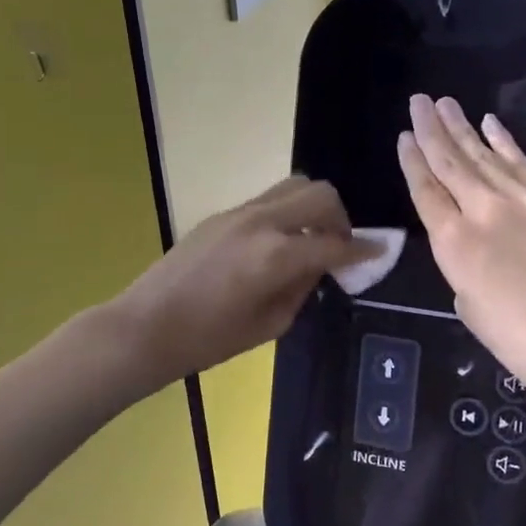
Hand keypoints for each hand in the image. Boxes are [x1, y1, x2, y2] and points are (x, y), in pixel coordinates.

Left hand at [111, 177, 368, 386]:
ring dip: (313, 207)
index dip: (362, 249)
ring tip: (311, 239)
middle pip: (319, 194)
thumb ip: (302, 288)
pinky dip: (287, 212)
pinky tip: (279, 244)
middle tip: (339, 246)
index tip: (379, 251)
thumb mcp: (269, 324)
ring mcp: (239, 212)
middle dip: (340, 218)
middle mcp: (262, 222)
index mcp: (276, 255)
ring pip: (293, 185)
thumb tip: (319, 265)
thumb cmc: (208, 339)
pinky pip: (268, 200)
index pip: (334, 243)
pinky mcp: (222, 214)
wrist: (146, 325)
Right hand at [399, 95, 525, 409]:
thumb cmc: (521, 340)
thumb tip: (472, 251)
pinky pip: (521, 162)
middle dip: (431, 129)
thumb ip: (462, 269)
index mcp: (454, 243)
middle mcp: (482, 211)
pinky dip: (504, 141)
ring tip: (446, 103)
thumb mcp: (470, 308)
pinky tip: (490, 123)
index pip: (425, 191)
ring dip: (462, 127)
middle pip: (450, 162)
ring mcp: (521, 200)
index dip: (412, 161)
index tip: (404, 136)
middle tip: (419, 101)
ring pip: (483, 155)